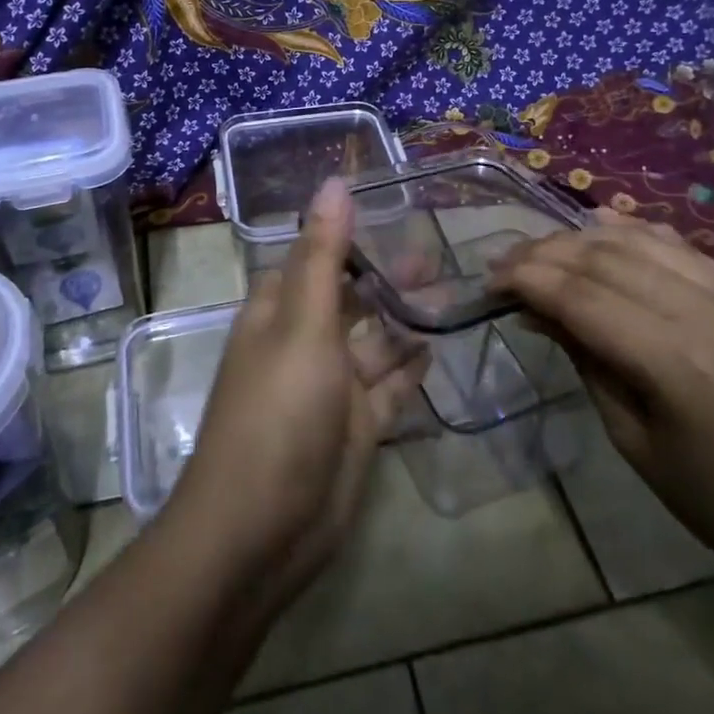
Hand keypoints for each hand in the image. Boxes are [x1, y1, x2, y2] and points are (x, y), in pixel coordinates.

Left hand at [169, 177, 426, 605]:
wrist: (262, 530)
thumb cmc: (279, 412)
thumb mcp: (303, 324)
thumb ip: (324, 255)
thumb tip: (334, 182)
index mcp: (280, 311)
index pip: (315, 257)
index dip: (348, 235)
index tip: (394, 210)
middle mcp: (304, 343)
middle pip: (350, 298)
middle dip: (387, 277)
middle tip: (438, 254)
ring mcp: (331, 388)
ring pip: (374, 342)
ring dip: (405, 319)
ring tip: (451, 292)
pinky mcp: (356, 427)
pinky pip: (388, 388)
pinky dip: (409, 368)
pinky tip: (437, 346)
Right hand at [491, 210, 713, 584]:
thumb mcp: (634, 440)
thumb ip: (586, 361)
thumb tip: (536, 309)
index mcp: (674, 363)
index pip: (581, 296)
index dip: (527, 280)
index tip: (489, 282)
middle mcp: (704, 312)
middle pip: (604, 259)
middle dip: (544, 254)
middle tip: (504, 265)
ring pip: (638, 240)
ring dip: (580, 238)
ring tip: (541, 251)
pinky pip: (678, 245)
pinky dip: (630, 230)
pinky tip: (597, 226)